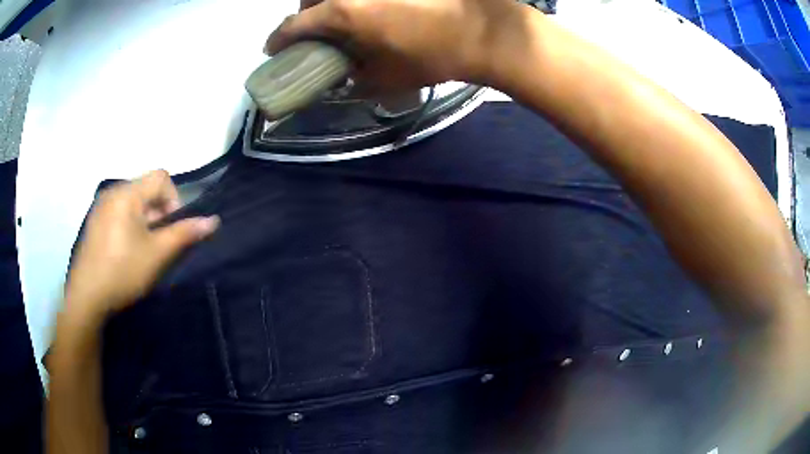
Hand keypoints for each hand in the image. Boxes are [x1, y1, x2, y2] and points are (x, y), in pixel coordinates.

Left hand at [65, 170, 218, 320]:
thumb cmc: (123, 271)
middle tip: (156, 243)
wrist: (87, 297)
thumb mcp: (157, 254)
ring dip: (144, 220)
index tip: (170, 228)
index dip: (173, 199)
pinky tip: (125, 251)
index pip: (161, 177)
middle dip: (158, 212)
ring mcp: (101, 206)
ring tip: (141, 249)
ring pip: (133, 202)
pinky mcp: (95, 221)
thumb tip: (213, 220)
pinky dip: (129, 224)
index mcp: (128, 193)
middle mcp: (113, 191)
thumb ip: (184, 233)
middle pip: (146, 189)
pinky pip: (119, 211)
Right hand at [266, 0, 524, 94]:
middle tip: (312, 34)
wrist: (482, 30)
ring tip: (339, 21)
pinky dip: (352, 1)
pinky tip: (366, 10)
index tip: (272, 50)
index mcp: (340, 12)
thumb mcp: (384, 79)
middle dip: (303, 17)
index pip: (293, 25)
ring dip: (327, 4)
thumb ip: (352, 77)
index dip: (277, 40)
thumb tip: (342, 75)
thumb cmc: (432, 57)